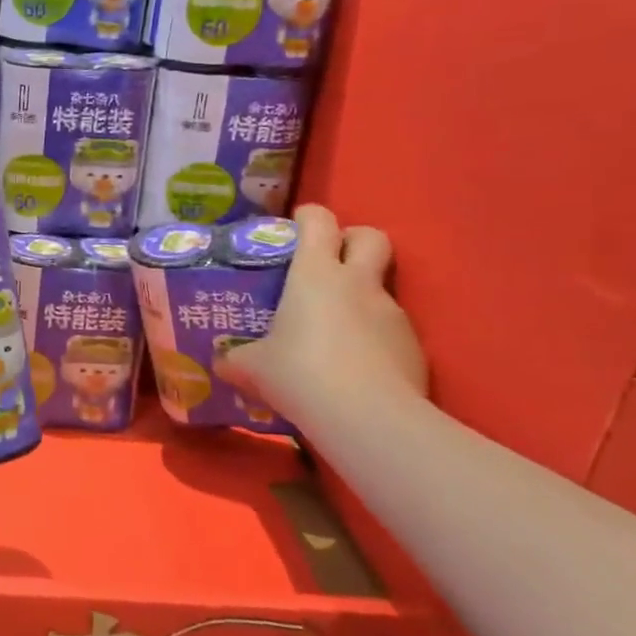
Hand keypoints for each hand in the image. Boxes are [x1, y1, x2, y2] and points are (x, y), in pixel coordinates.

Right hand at [219, 204, 426, 427]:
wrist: (368, 419)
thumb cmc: (300, 373)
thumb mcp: (253, 367)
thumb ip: (236, 358)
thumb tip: (221, 362)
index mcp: (315, 273)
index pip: (319, 220)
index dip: (308, 217)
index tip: (295, 227)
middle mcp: (357, 284)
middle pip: (371, 237)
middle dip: (354, 240)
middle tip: (330, 261)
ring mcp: (392, 314)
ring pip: (380, 289)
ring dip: (360, 300)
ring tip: (333, 333)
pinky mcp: (414, 349)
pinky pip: (390, 332)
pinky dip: (374, 340)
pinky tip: (355, 369)